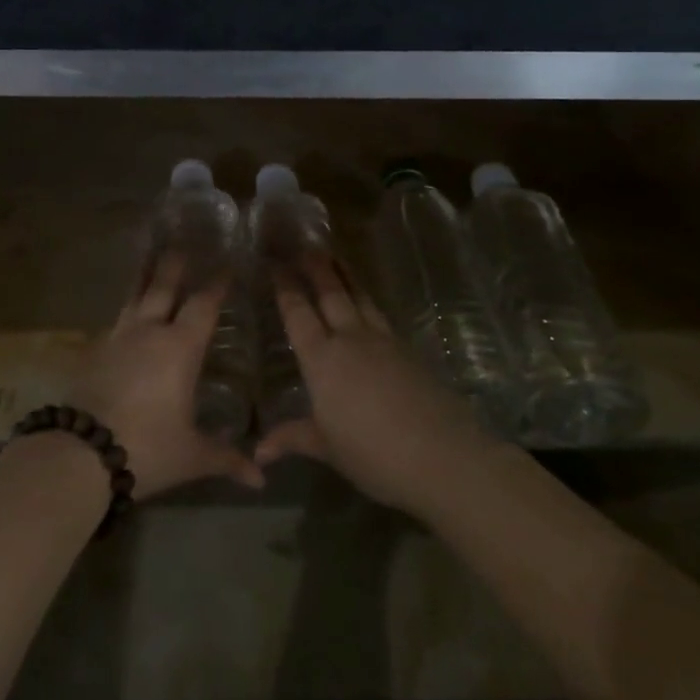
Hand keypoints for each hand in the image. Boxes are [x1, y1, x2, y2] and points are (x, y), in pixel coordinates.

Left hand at [75, 253, 264, 499]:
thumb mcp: (193, 455)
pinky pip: (114, 321)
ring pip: (134, 296)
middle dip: (175, 263)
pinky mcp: (92, 351)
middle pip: (163, 286)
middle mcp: (149, 332)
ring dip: (144, 276)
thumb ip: (227, 459)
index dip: (217, 283)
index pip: (204, 304)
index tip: (227, 264)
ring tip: (148, 256)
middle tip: (182, 239)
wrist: (81, 453)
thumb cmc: (148, 448)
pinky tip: (124, 314)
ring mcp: (117, 338)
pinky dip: (125, 309)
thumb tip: (261, 479)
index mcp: (180, 348)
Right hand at [254, 253, 483, 515]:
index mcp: (323, 360)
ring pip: (360, 298)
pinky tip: (368, 303)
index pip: (298, 314)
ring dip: (346, 275)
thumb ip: (292, 439)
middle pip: (332, 293)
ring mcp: (385, 342)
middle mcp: (351, 340)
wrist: (443, 456)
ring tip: (335, 255)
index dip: (286, 288)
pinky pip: (381, 315)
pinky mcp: (410, 351)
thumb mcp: (327, 448)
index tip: (276, 263)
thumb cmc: (373, 453)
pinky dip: (368, 300)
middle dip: (316, 267)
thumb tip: (257, 454)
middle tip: (305, 244)